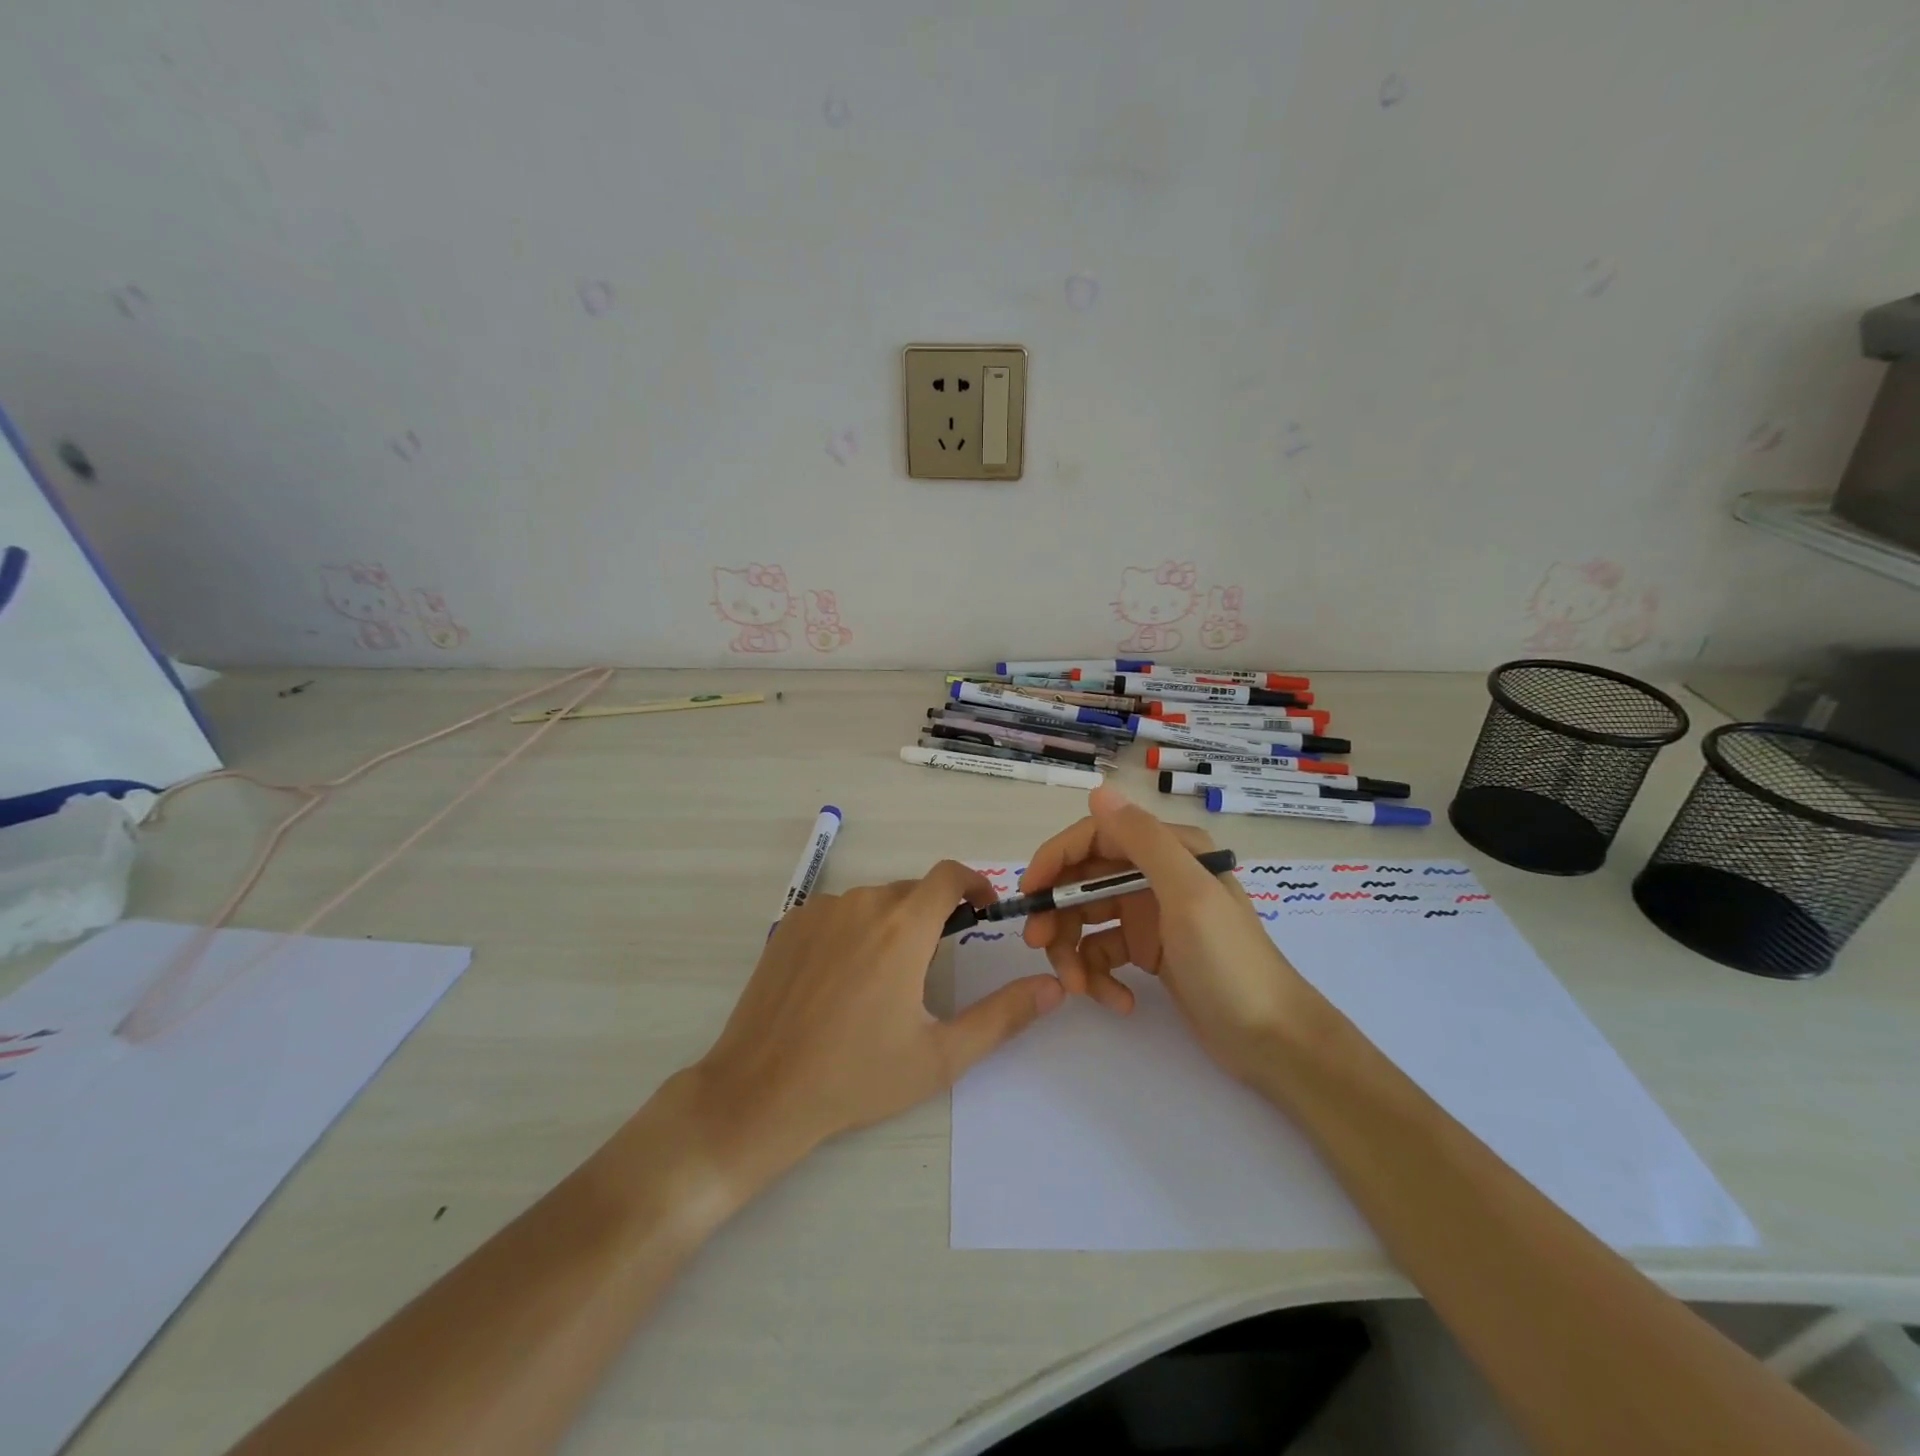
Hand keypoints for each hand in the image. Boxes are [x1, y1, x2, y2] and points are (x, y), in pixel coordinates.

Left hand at [695, 860, 1064, 1167]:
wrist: (760, 1092)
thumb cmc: (857, 1076)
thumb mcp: (941, 1056)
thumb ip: (1003, 1016)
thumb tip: (1053, 987)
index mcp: (901, 928)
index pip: (948, 875)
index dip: (974, 882)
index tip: (984, 906)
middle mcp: (861, 904)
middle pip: (911, 892)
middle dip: (931, 916)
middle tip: (932, 967)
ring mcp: (820, 911)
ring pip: (872, 902)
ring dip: (890, 925)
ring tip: (883, 982)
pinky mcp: (789, 924)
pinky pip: (837, 912)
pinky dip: (853, 931)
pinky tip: (841, 980)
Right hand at [1021, 784, 1315, 1085]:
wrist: (1274, 1042)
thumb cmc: (1230, 964)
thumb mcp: (1188, 896)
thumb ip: (1143, 841)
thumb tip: (1099, 790)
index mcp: (1168, 851)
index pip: (1095, 837)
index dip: (1056, 860)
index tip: (1031, 894)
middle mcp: (1155, 875)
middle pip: (1084, 882)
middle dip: (1059, 914)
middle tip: (1040, 946)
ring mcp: (1151, 914)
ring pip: (1088, 920)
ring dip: (1074, 952)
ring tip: (1080, 989)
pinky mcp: (1149, 950)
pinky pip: (1104, 952)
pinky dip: (1101, 976)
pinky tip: (1118, 1002)